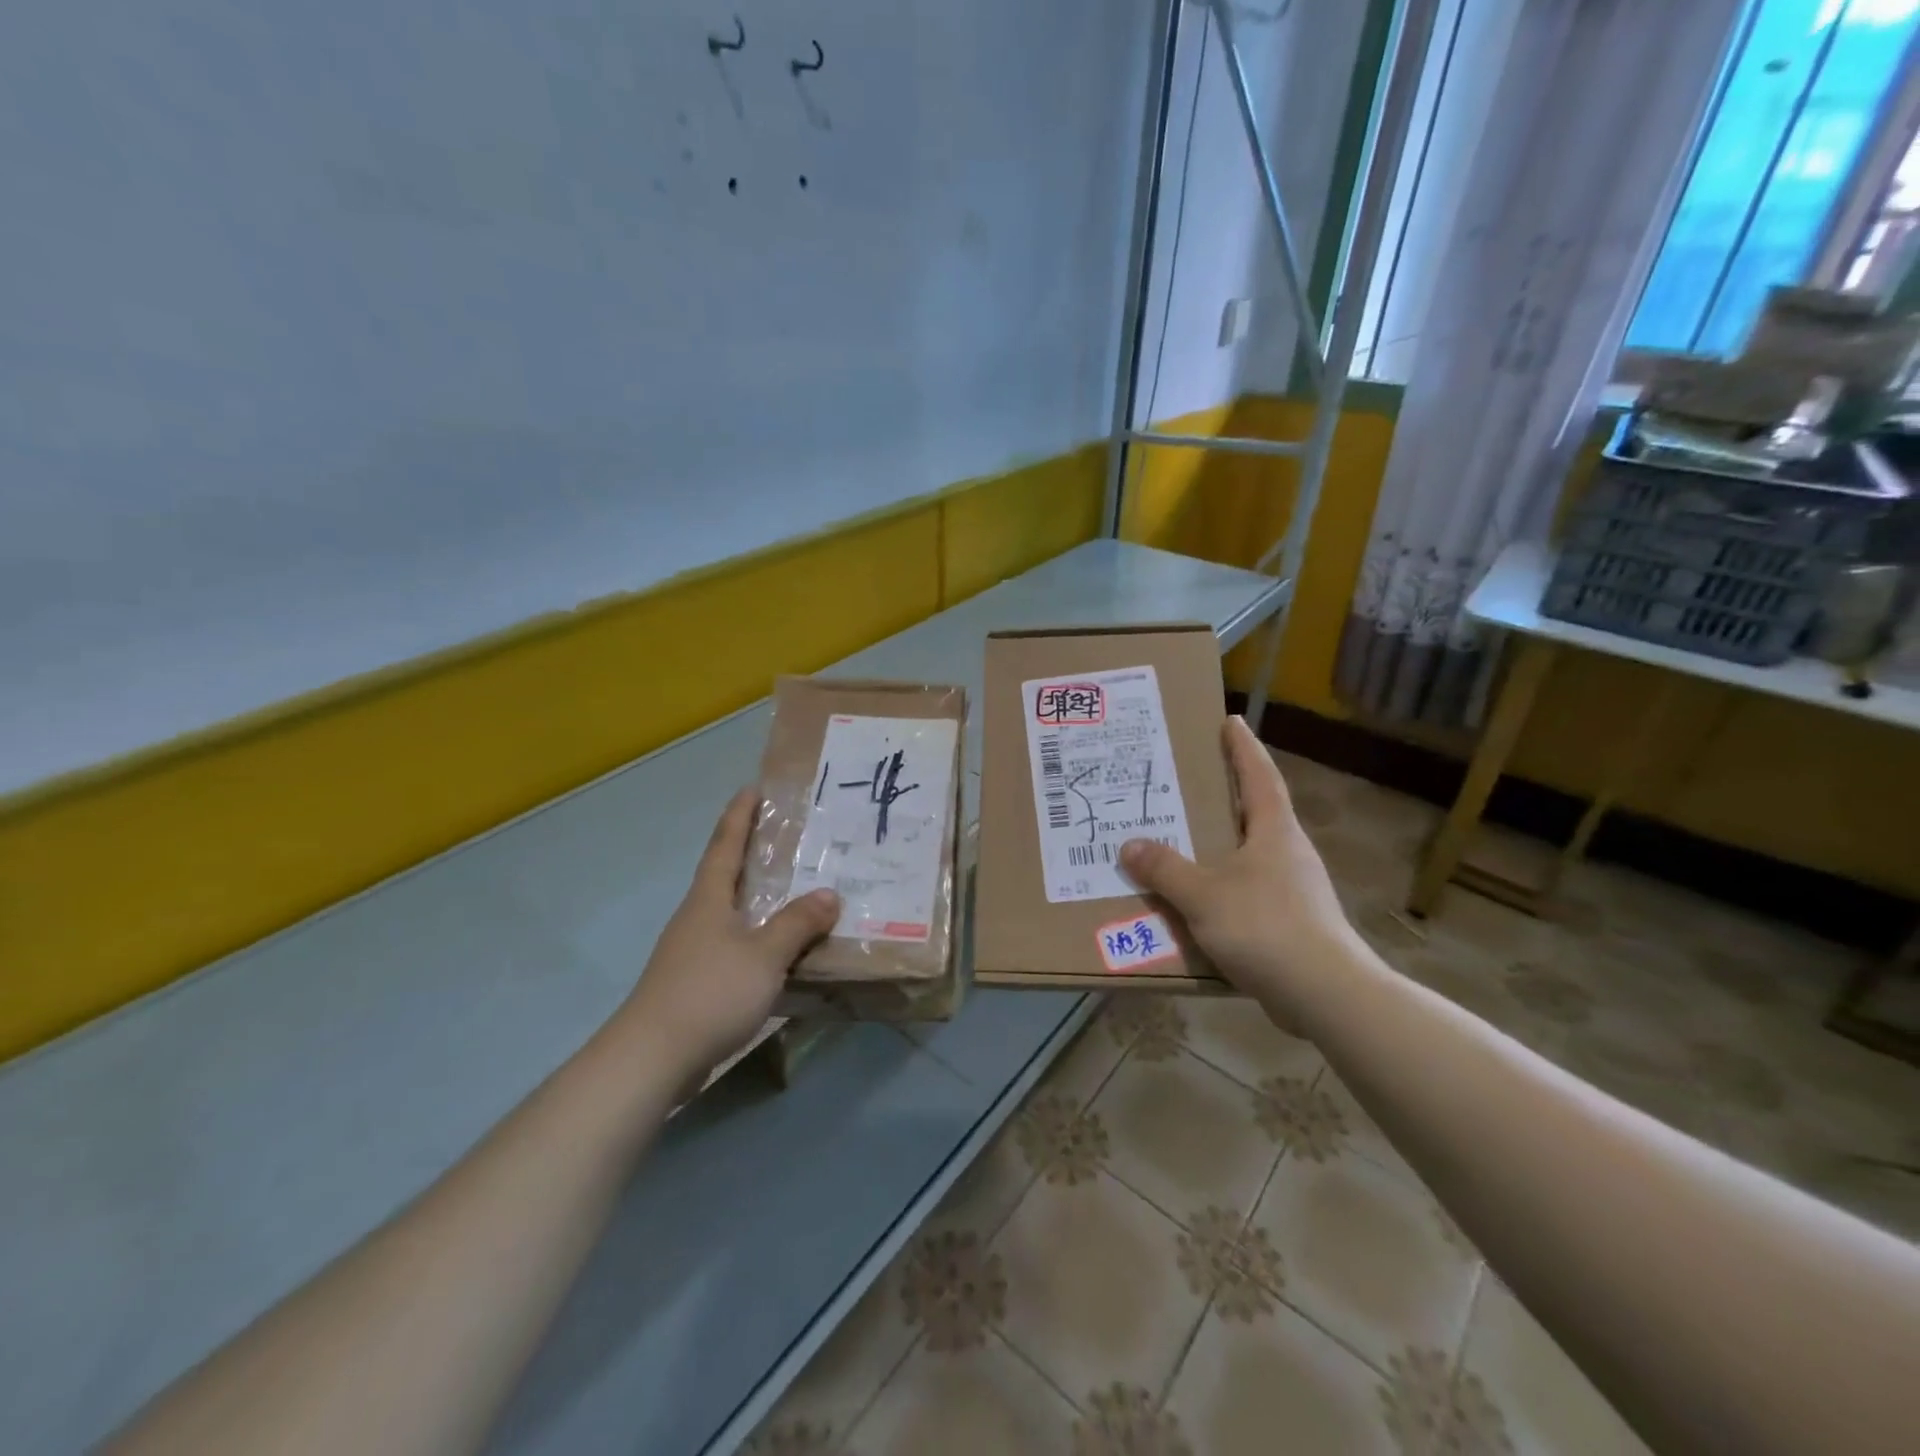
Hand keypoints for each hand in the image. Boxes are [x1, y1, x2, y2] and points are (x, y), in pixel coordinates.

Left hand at [610, 788, 839, 1082]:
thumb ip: (798, 924)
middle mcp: (698, 917)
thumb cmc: (709, 992)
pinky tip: (782, 951)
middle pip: (727, 875)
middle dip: (754, 854)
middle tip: (791, 838)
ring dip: (761, 899)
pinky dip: (760, 938)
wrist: (652, 1058)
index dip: (739, 817)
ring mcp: (693, 951)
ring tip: (798, 892)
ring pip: (733, 913)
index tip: (753, 789)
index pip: (725, 845)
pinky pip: (736, 945)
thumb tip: (829, 894)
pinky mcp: (696, 982)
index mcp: (709, 899)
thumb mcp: (764, 955)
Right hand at [1121, 716, 1356, 1014]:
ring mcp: (1294, 889)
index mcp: (1275, 832)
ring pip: (1251, 853)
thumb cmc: (1266, 928)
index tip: (1231, 721)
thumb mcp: (1203, 895)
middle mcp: (1288, 852)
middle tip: (1191, 780)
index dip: (1243, 748)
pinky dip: (1223, 885)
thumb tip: (1131, 845)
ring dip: (1222, 843)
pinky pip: (1249, 889)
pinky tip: (1199, 900)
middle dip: (1227, 794)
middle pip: (1257, 811)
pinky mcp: (1293, 921)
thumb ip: (1165, 869)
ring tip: (1184, 840)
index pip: (1259, 776)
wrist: (1325, 994)